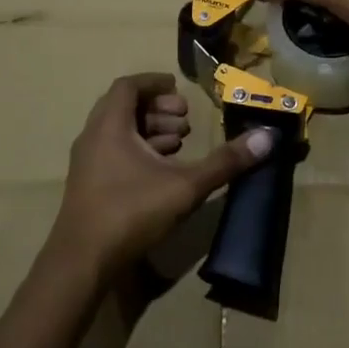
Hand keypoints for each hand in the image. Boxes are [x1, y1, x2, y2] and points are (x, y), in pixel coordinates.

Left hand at [50, 73, 271, 280]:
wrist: (80, 264)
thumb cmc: (130, 212)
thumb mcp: (185, 186)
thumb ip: (225, 162)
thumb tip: (267, 137)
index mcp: (110, 125)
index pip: (129, 86)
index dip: (155, 82)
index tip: (179, 88)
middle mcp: (93, 137)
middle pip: (124, 107)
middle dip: (158, 109)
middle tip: (186, 120)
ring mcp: (87, 163)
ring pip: (118, 132)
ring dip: (149, 131)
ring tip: (180, 144)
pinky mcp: (87, 186)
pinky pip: (113, 152)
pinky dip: (138, 151)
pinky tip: (161, 171)